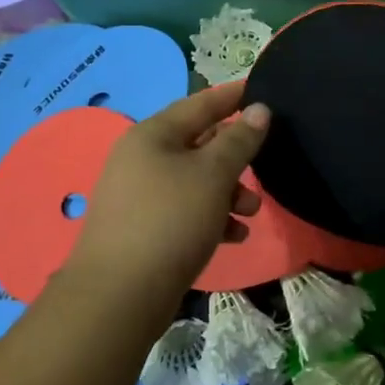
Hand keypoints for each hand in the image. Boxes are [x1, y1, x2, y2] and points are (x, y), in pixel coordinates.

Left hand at [65, 80, 270, 297]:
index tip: (262, 89)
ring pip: (195, 180)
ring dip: (228, 191)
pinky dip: (211, 216)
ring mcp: (138, 195)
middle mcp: (141, 158)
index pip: (200, 103)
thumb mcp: (213, 175)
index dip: (233, 96)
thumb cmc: (170, 221)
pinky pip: (185, 210)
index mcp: (153, 135)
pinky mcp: (142, 228)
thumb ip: (239, 140)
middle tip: (265, 163)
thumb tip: (259, 109)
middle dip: (235, 155)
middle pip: (199, 143)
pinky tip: (234, 236)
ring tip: (251, 212)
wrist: (119, 296)